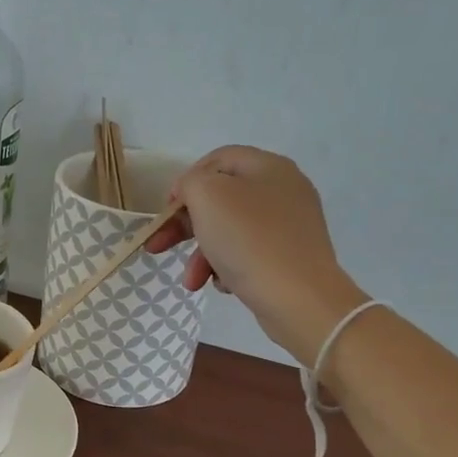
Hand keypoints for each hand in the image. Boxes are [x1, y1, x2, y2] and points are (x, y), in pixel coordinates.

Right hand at [146, 146, 368, 366]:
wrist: (298, 297)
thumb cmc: (248, 239)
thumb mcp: (207, 196)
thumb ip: (190, 183)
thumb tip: (192, 193)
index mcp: (268, 166)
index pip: (217, 159)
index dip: (186, 180)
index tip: (168, 209)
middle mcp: (283, 190)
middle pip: (220, 198)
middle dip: (185, 226)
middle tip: (159, 246)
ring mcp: (290, 225)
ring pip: (230, 231)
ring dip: (202, 254)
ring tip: (192, 281)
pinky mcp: (290, 256)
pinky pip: (248, 253)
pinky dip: (228, 267)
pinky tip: (225, 284)